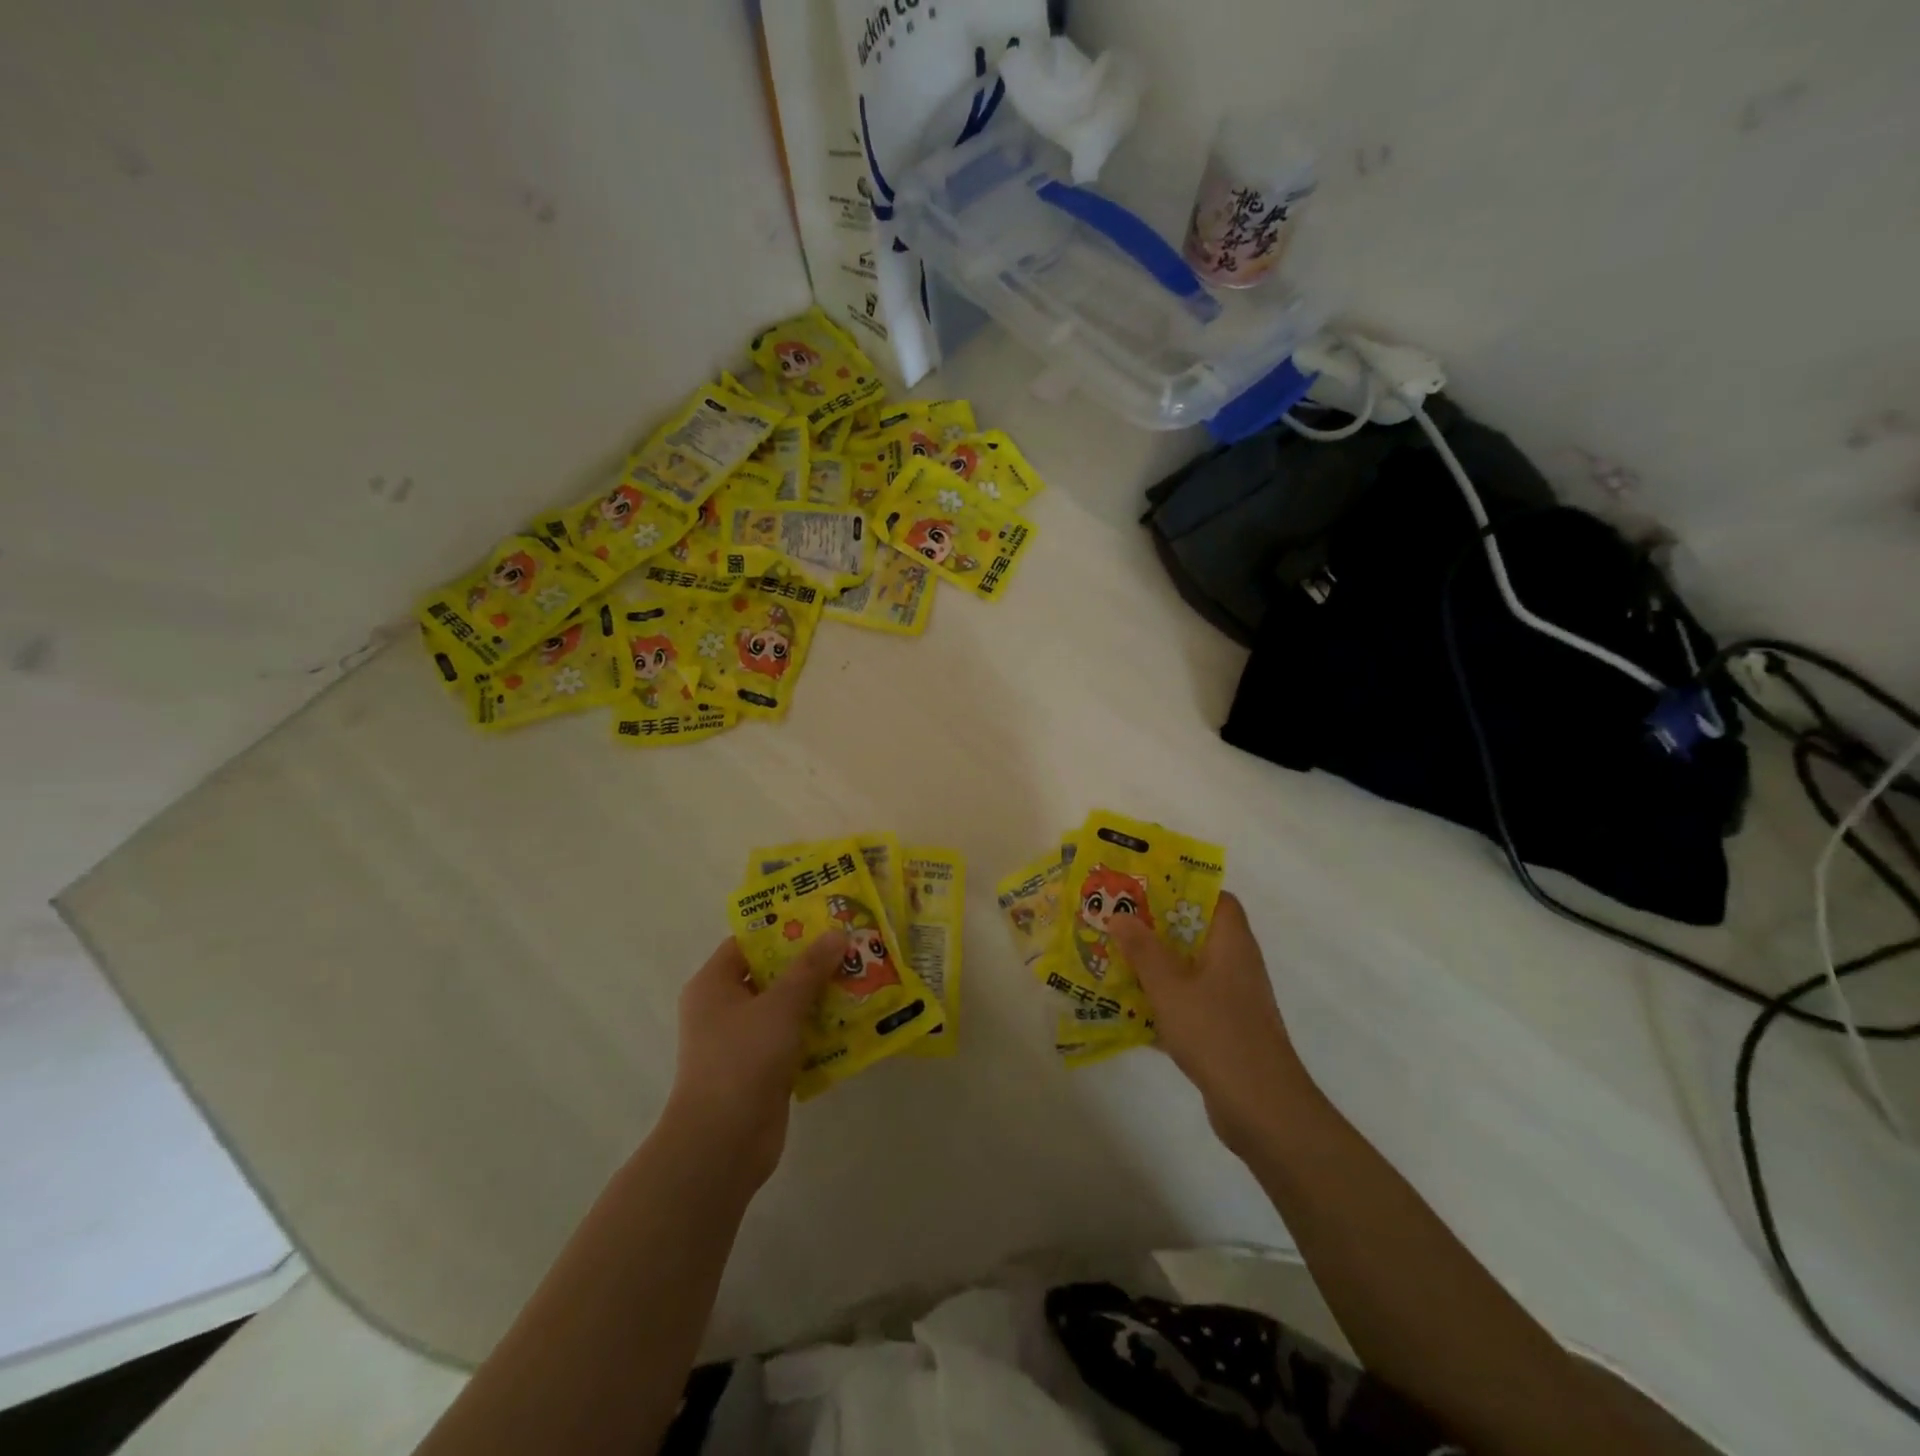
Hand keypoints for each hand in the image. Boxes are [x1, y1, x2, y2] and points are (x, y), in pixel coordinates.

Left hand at [662, 932, 846, 1189]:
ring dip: (819, 996)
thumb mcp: (780, 1005)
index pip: (748, 942)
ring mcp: (742, 1041)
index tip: (823, 917)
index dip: (784, 927)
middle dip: (810, 962)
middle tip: (850, 945)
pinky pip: (793, 1038)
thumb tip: (837, 934)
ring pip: (786, 1007)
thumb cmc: (743, 1059)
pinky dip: (818, 1029)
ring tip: (861, 976)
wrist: (722, 1143)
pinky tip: (853, 1020)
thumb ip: (810, 969)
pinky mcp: (761, 1069)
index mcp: (714, 984)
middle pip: (771, 973)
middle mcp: (723, 1008)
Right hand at [1109, 892, 1317, 1153]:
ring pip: (1191, 969)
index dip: (1185, 888)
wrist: (1261, 1108)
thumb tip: (1121, 914)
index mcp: (1231, 943)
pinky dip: (1165, 1000)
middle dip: (1158, 927)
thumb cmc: (1216, 1033)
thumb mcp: (1169, 987)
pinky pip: (1191, 1001)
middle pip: (1198, 933)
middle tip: (1119, 920)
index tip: (1146, 888)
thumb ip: (1143, 949)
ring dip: (1157, 965)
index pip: (1217, 899)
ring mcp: (1233, 999)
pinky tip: (1130, 1008)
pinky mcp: (1226, 1029)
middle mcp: (1237, 964)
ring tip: (1116, 958)